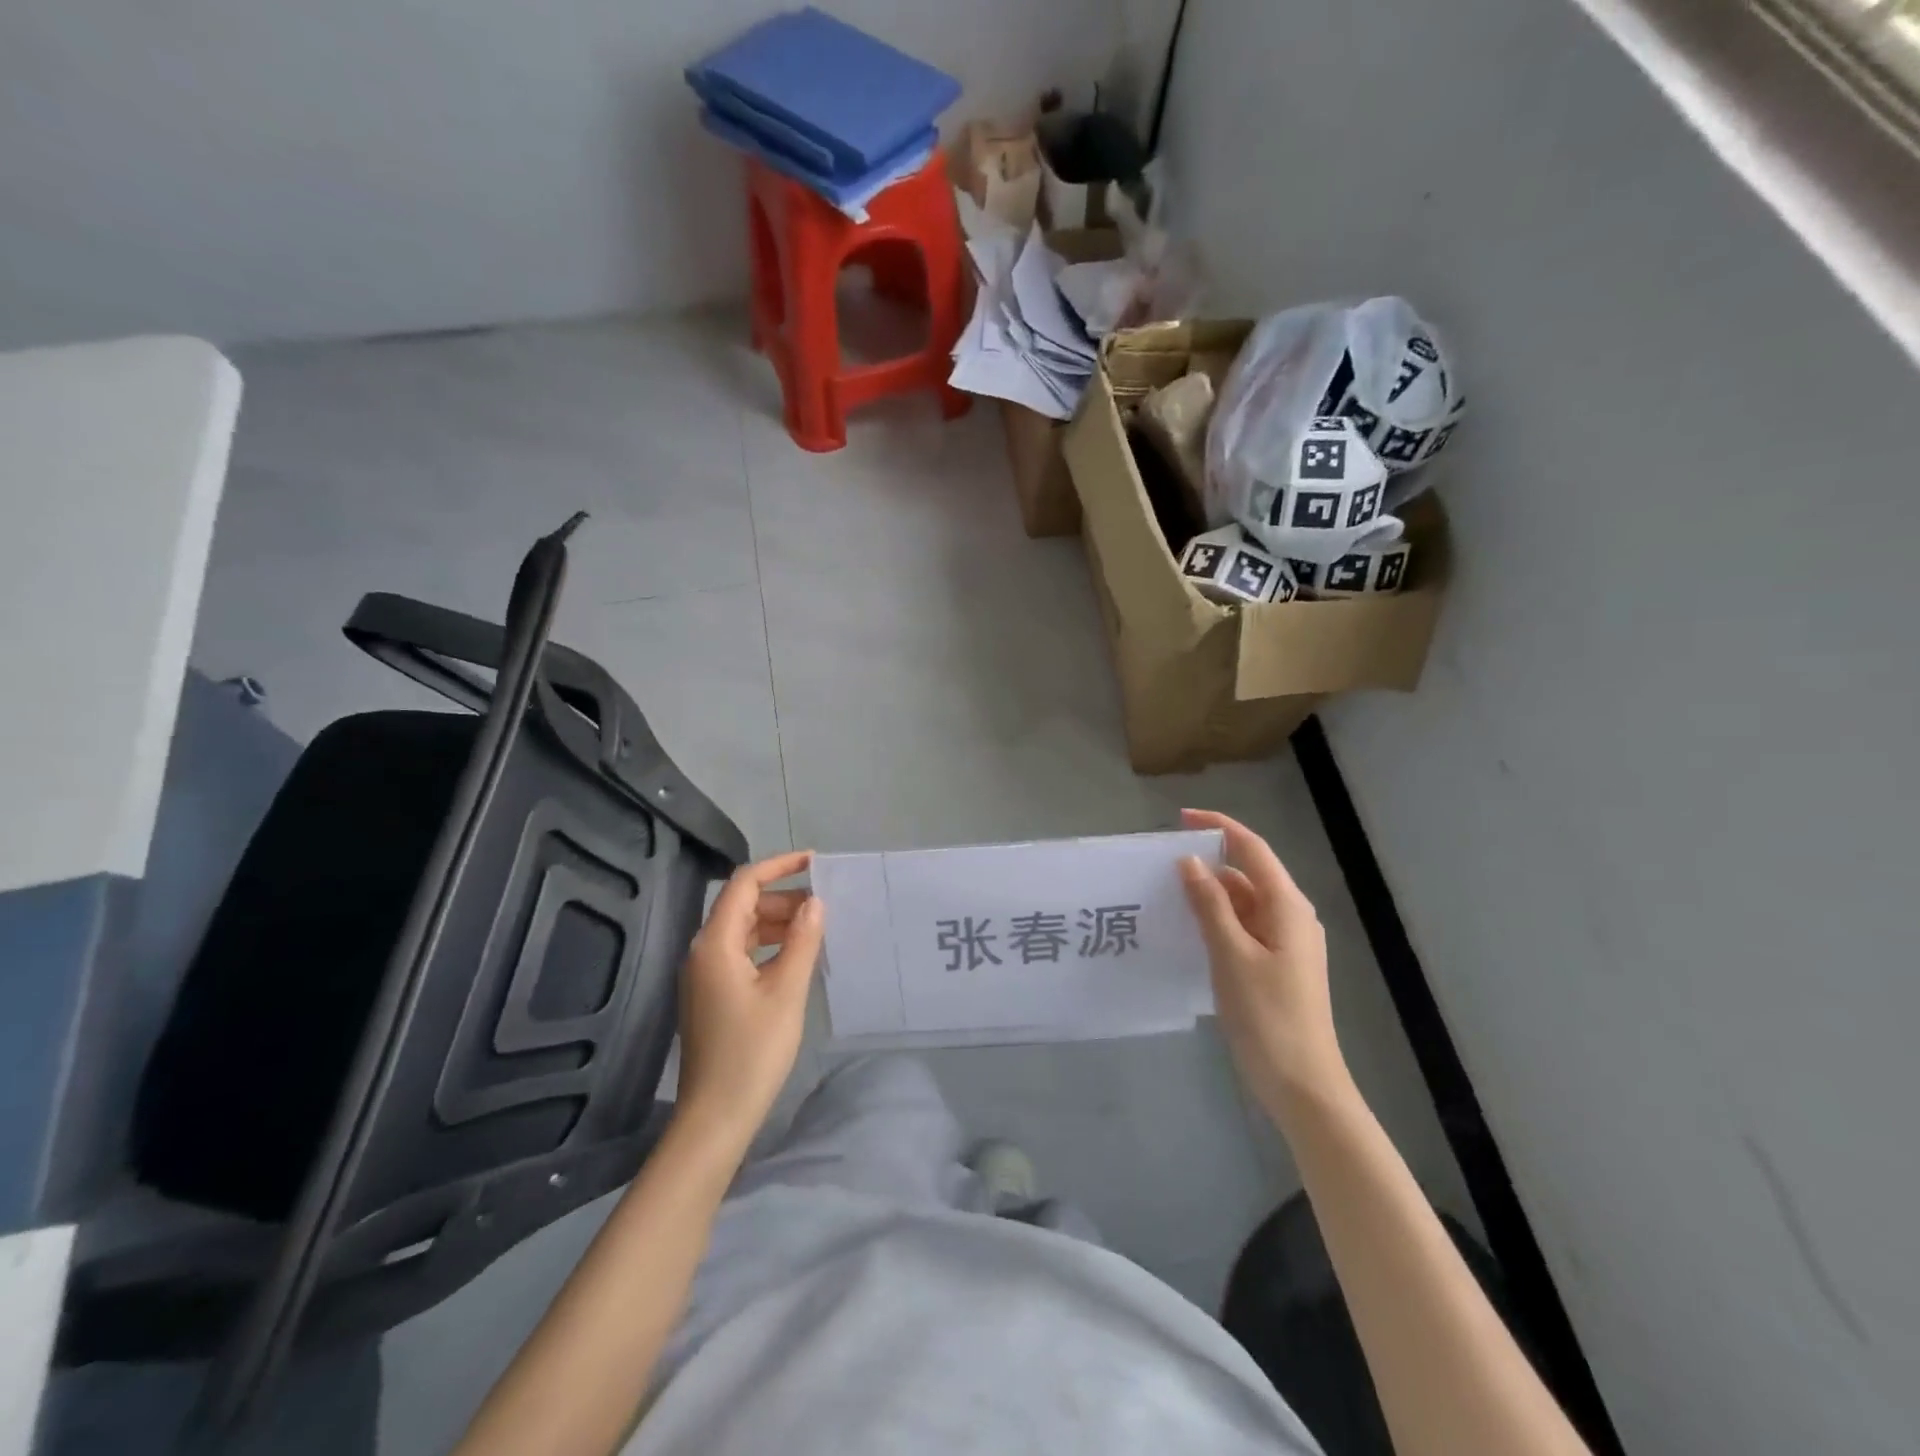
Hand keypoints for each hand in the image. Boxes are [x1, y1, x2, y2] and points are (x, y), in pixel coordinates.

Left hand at [674, 850, 823, 1147]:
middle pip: (742, 905)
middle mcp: (703, 952)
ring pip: (743, 930)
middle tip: (824, 904)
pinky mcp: (711, 995)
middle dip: (782, 897)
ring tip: (816, 928)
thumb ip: (802, 941)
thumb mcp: (786, 992)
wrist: (715, 1117)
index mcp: (715, 944)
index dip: (779, 865)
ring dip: (777, 922)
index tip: (815, 862)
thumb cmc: (752, 1051)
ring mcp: (704, 975)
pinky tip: (796, 958)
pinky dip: (768, 946)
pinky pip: (741, 953)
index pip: (743, 884)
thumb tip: (814, 902)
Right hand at [1178, 809, 1347, 1113]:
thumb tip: (1190, 862)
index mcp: (1287, 907)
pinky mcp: (1276, 965)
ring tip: (1165, 897)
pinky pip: (1244, 928)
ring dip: (1209, 896)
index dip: (1218, 826)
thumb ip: (1210, 905)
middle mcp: (1291, 917)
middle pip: (1246, 875)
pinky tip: (1188, 931)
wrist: (1303, 1085)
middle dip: (1207, 865)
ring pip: (1243, 903)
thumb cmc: (1268, 1017)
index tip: (1179, 819)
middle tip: (1160, 867)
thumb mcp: (1232, 955)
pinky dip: (1217, 922)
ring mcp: (1286, 943)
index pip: (1252, 849)